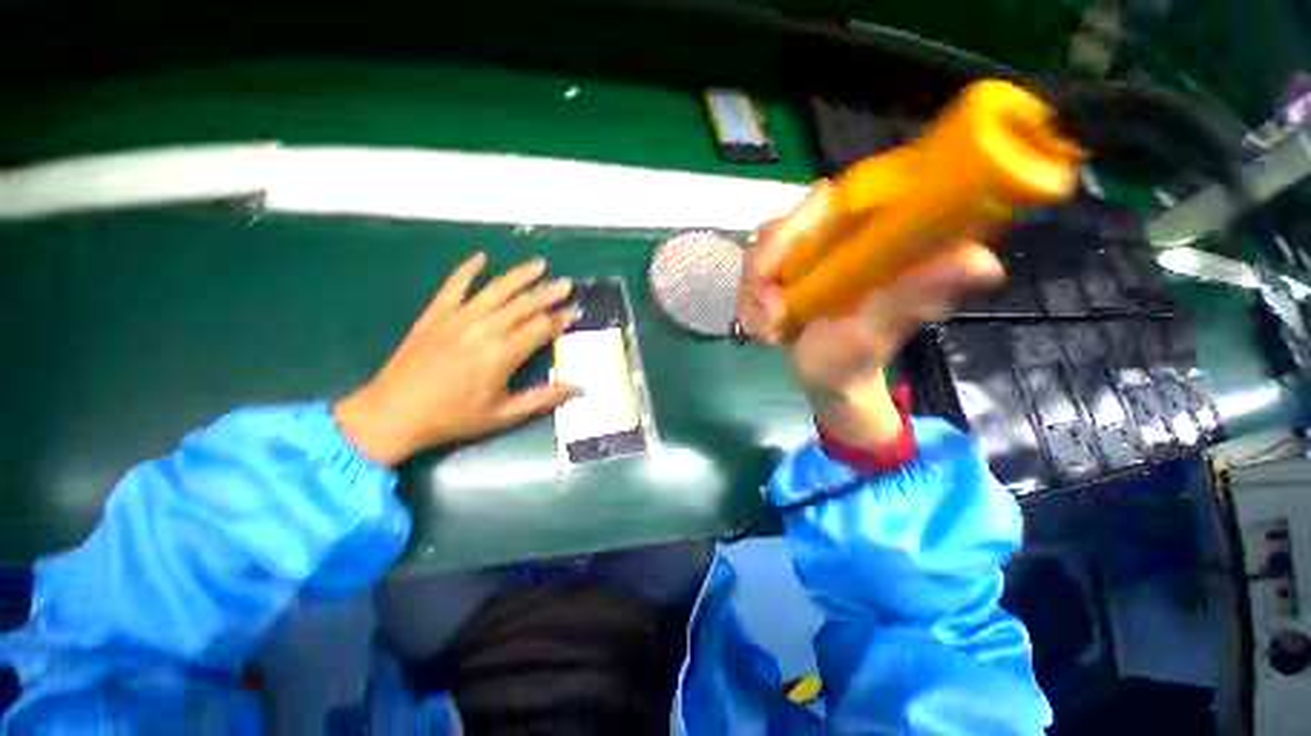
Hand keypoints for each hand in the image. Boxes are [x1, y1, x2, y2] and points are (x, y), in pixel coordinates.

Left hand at [334, 253, 578, 464]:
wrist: (392, 415)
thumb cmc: (454, 418)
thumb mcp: (504, 414)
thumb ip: (544, 398)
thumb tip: (580, 390)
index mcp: (503, 353)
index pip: (541, 327)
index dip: (561, 319)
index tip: (575, 311)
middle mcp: (485, 328)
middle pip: (524, 304)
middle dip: (548, 293)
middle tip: (567, 283)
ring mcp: (458, 317)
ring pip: (497, 289)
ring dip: (520, 275)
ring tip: (539, 264)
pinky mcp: (435, 314)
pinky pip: (454, 285)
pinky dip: (468, 269)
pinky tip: (481, 257)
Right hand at [738, 183, 1004, 445]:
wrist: (826, 379)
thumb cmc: (856, 359)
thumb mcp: (880, 330)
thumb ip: (915, 296)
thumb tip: (983, 262)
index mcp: (867, 235)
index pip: (827, 200)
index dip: (792, 228)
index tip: (773, 276)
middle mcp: (833, 237)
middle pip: (779, 230)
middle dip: (761, 274)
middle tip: (768, 318)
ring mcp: (803, 257)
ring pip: (757, 256)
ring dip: (752, 297)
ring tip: (767, 331)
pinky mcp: (782, 275)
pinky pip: (749, 278)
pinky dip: (747, 304)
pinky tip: (760, 328)